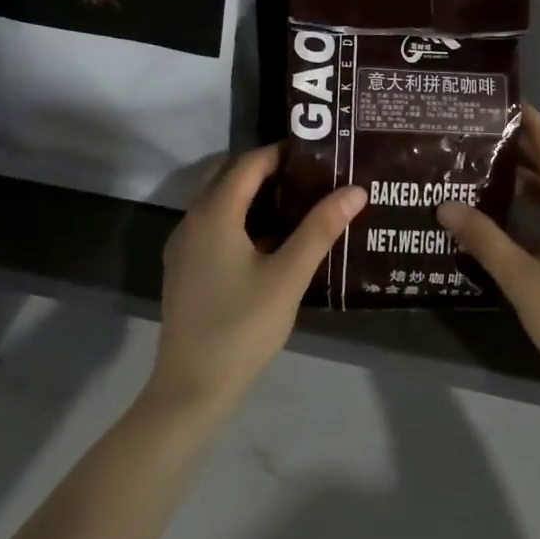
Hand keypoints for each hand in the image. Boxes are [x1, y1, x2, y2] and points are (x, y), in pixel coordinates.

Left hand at [150, 144, 365, 417]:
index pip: (248, 164)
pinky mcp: (185, 269)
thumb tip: (355, 190)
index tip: (316, 152)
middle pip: (228, 177)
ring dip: (252, 194)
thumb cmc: (243, 326)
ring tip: (296, 201)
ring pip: (218, 201)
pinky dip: (239, 216)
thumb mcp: (288, 276)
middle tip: (309, 174)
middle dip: (266, 169)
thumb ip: (320, 229)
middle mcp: (192, 221)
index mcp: (214, 214)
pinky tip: (269, 239)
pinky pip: (213, 225)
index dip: (280, 153)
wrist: (192, 386)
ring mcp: (184, 246)